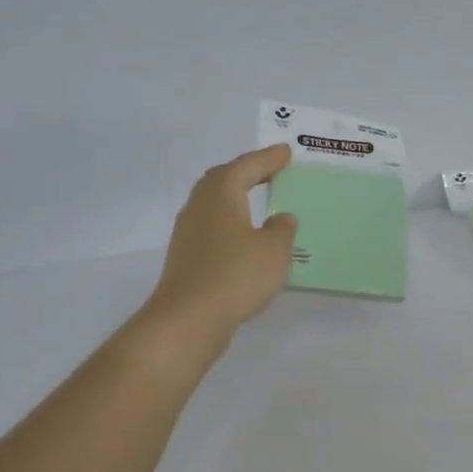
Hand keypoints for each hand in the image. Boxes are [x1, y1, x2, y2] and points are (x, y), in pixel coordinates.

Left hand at [142, 145, 297, 350]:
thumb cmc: (236, 275)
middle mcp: (200, 206)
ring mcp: (188, 233)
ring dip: (235, 198)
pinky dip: (230, 224)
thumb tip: (281, 218)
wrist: (189, 319)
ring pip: (214, 204)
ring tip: (257, 201)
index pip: (246, 166)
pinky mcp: (186, 258)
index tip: (286, 152)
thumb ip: (282, 230)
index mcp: (221, 194)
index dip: (268, 159)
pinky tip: (243, 239)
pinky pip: (212, 228)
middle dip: (246, 172)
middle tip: (269, 171)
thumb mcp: (274, 251)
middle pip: (222, 179)